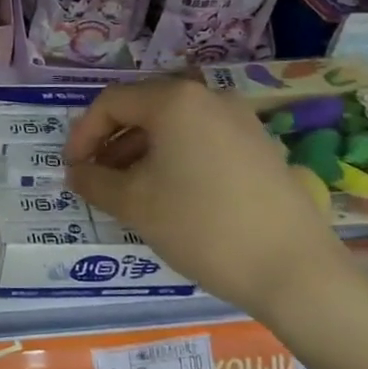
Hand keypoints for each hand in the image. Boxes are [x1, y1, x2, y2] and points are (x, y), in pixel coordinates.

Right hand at [65, 76, 352, 319]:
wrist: (295, 270)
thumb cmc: (202, 226)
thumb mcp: (135, 204)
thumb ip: (95, 182)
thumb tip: (76, 172)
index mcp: (175, 100)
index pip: (112, 103)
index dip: (83, 134)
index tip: (71, 168)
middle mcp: (209, 98)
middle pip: (144, 110)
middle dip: (112, 143)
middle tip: (96, 180)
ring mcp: (241, 121)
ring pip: (175, 127)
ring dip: (142, 153)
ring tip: (129, 192)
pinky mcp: (261, 147)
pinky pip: (203, 141)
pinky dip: (175, 159)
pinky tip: (171, 196)